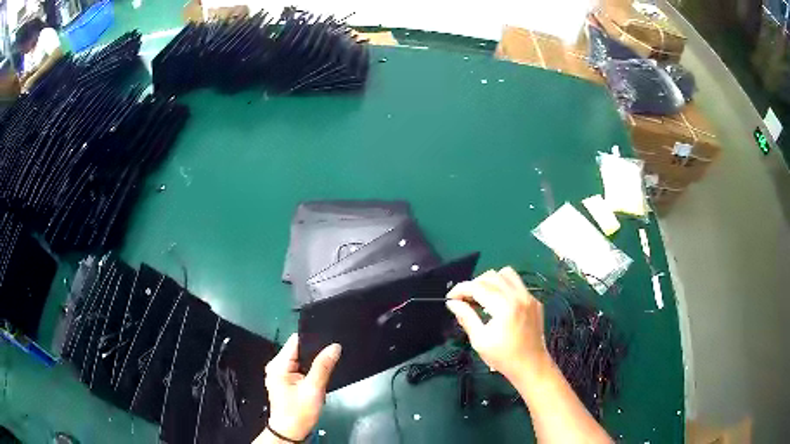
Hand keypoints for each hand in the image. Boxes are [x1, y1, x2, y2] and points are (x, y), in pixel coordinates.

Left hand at [257, 334, 340, 441]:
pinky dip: (310, 370)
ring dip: (313, 362)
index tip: (331, 340)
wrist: (291, 433)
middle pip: (298, 349)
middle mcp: (276, 366)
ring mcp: (280, 374)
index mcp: (278, 365)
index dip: (313, 338)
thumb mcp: (314, 389)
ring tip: (330, 362)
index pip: (295, 341)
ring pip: (300, 359)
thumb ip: (323, 366)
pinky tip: (320, 373)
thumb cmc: (299, 412)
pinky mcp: (285, 381)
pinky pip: (299, 368)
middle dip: (315, 351)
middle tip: (334, 353)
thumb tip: (335, 346)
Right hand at [446, 267, 549, 381]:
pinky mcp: (535, 301)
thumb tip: (452, 303)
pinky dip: (504, 287)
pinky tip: (499, 303)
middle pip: (491, 276)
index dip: (461, 289)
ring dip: (490, 281)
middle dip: (474, 284)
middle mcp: (519, 296)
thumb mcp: (480, 340)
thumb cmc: (503, 357)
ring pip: (507, 274)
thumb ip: (466, 317)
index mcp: (504, 306)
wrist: (531, 366)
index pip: (478, 287)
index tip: (450, 298)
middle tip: (464, 299)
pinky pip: (518, 284)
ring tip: (482, 296)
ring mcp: (529, 297)